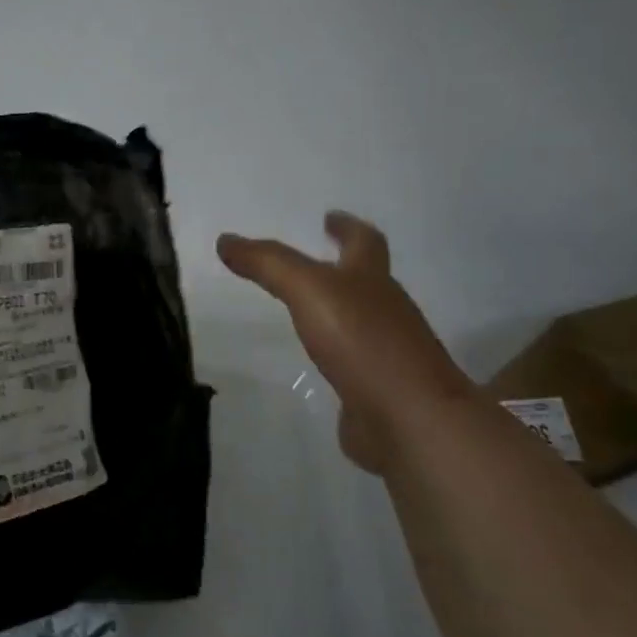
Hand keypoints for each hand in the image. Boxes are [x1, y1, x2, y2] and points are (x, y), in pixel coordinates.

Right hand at [217, 212, 472, 473]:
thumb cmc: (363, 342)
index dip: (346, 227)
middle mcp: (387, 312)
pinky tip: (318, 364)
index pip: (363, 242)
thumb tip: (226, 240)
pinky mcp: (380, 391)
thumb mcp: (309, 290)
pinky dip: (339, 356)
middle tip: (316, 261)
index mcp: (372, 280)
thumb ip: (269, 264)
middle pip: (368, 281)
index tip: (330, 217)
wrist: (410, 419)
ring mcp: (388, 354)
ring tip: (309, 310)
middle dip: (345, 267)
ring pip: (363, 322)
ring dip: (340, 312)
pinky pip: (356, 364)